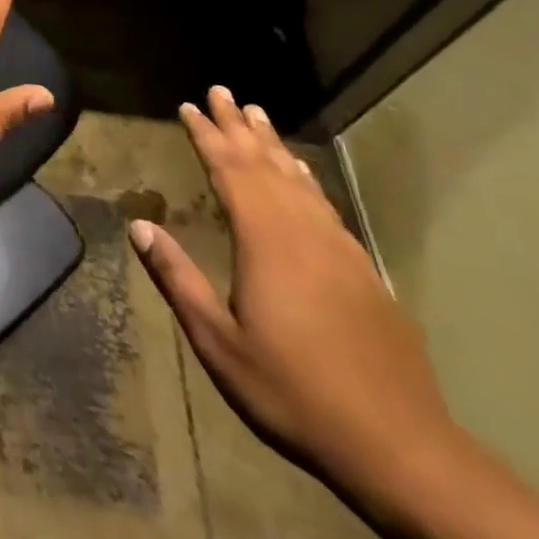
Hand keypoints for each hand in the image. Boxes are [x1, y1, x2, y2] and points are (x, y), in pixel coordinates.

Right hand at [130, 86, 459, 503]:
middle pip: (265, 164)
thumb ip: (177, 278)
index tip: (189, 106)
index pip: (230, 171)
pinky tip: (301, 175)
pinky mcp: (363, 271)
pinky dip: (305, 178)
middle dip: (239, 126)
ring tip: (258, 115)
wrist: (399, 447)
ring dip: (274, 145)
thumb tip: (138, 226)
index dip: (207, 136)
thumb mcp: (218, 341)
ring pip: (299, 180)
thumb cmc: (293, 391)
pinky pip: (325, 205)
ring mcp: (339, 249)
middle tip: (221, 91)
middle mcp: (303, 232)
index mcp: (266, 242)